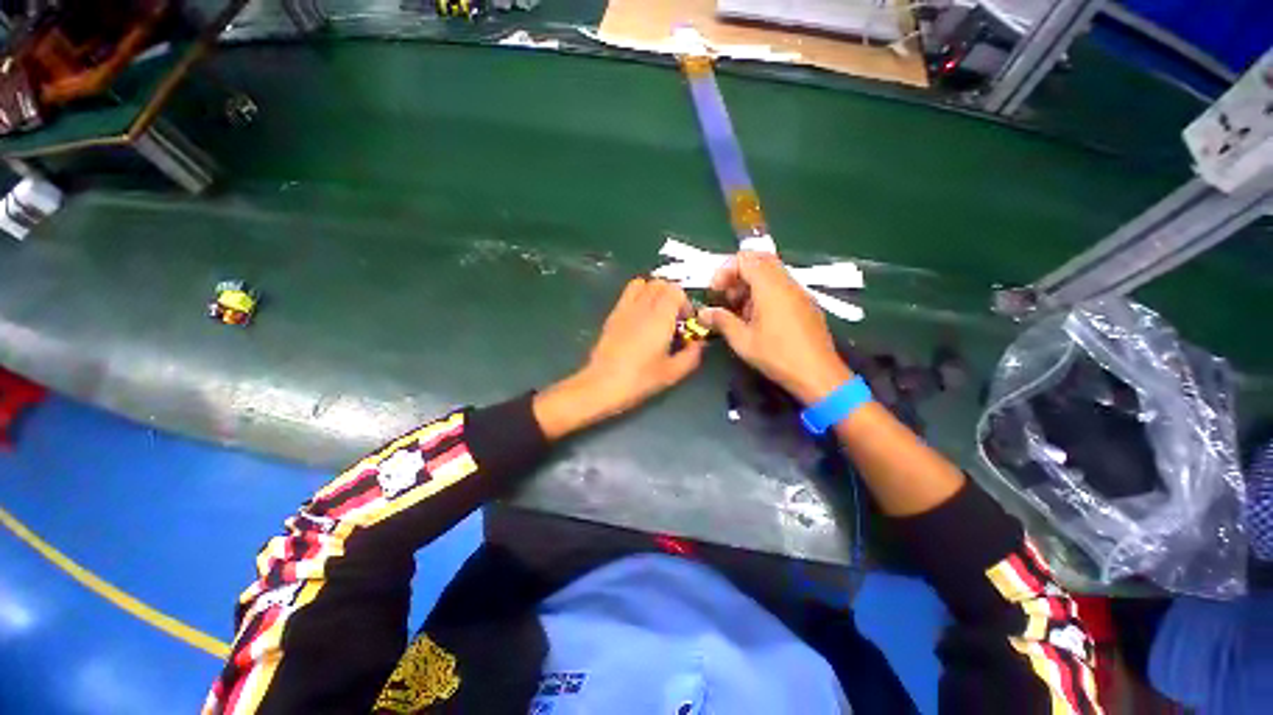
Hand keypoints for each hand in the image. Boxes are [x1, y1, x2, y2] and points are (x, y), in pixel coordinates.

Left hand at [534, 278, 704, 438]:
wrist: (602, 384)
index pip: (675, 290)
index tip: (686, 322)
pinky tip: (639, 319)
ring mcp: (624, 308)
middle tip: (674, 317)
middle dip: (671, 295)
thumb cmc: (639, 379)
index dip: (685, 303)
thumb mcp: (672, 373)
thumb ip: (691, 356)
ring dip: (653, 292)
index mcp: (660, 318)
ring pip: (642, 284)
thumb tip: (699, 344)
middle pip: (660, 283)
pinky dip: (638, 297)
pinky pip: (627, 294)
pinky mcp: (612, 315)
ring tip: (656, 313)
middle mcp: (642, 306)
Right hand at [699, 251, 852, 404]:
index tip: (715, 292)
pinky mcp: (805, 303)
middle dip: (737, 275)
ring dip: (750, 285)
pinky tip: (757, 319)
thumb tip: (703, 313)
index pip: (745, 259)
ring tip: (739, 311)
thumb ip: (721, 321)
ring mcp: (799, 292)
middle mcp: (786, 283)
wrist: (818, 374)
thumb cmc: (777, 356)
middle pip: (759, 260)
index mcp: (770, 287)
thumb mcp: (742, 340)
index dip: (725, 271)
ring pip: (771, 273)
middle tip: (726, 297)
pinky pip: (781, 286)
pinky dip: (764, 293)